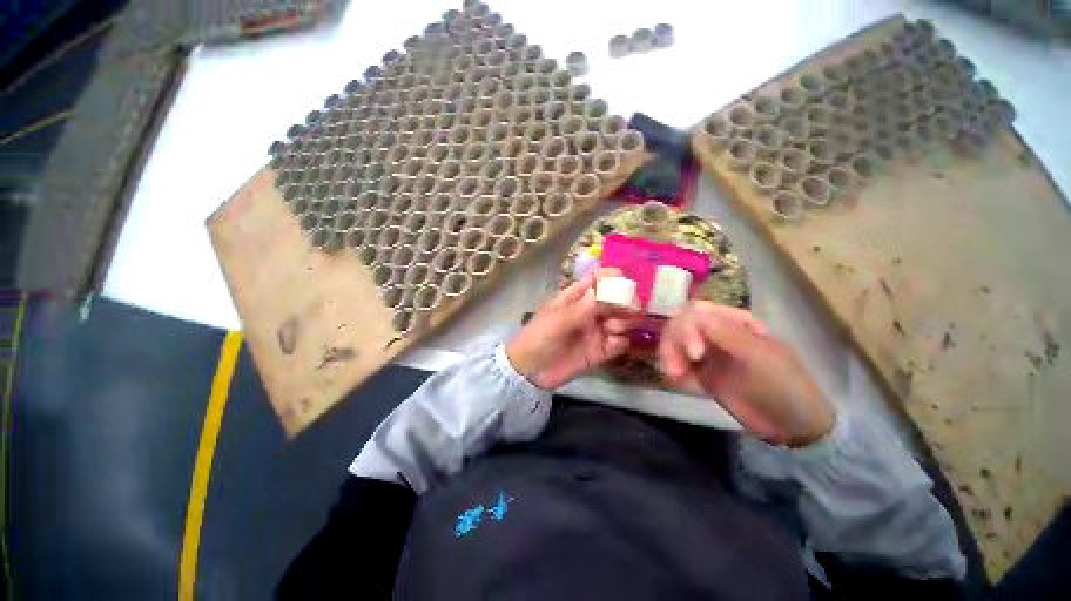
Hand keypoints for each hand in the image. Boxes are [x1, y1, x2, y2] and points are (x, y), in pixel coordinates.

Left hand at [506, 269, 641, 389]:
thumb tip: (609, 288)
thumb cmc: (538, 338)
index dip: (611, 277)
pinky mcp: (600, 351)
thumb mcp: (558, 320)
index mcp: (574, 299)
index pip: (595, 281)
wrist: (530, 372)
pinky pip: (619, 343)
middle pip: (613, 300)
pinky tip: (615, 342)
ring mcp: (596, 331)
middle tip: (631, 306)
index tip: (624, 278)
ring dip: (624, 321)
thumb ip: (584, 307)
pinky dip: (622, 341)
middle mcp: (589, 312)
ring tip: (613, 327)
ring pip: (621, 320)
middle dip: (624, 300)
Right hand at [659, 300, 833, 446]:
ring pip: (674, 343)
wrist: (791, 426)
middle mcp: (715, 332)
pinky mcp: (701, 372)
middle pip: (679, 325)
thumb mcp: (762, 359)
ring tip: (674, 376)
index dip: (687, 327)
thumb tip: (696, 309)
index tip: (694, 354)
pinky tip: (677, 381)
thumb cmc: (785, 386)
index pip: (697, 312)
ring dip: (668, 356)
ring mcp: (707, 352)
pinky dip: (672, 369)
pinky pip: (678, 363)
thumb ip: (729, 334)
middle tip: (675, 370)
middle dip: (674, 344)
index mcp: (733, 322)